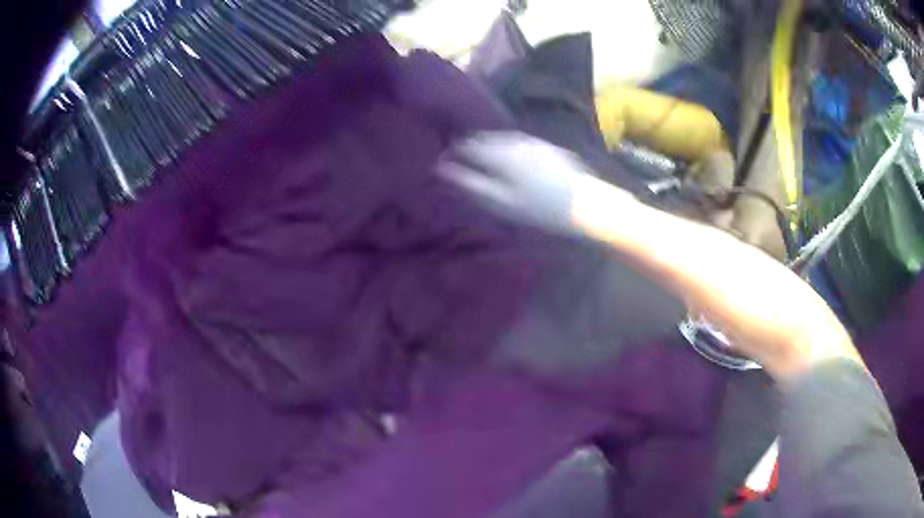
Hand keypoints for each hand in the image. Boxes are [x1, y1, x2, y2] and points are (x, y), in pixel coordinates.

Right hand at [437, 132, 633, 234]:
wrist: (586, 204)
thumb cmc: (540, 208)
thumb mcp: (501, 201)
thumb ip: (471, 183)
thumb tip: (443, 169)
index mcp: (500, 153)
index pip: (466, 147)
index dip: (451, 154)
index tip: (442, 165)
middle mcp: (514, 141)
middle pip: (484, 139)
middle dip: (470, 149)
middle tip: (462, 165)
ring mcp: (533, 143)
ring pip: (502, 140)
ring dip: (488, 148)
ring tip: (483, 163)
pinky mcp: (547, 148)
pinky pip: (518, 144)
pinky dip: (507, 150)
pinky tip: (511, 162)